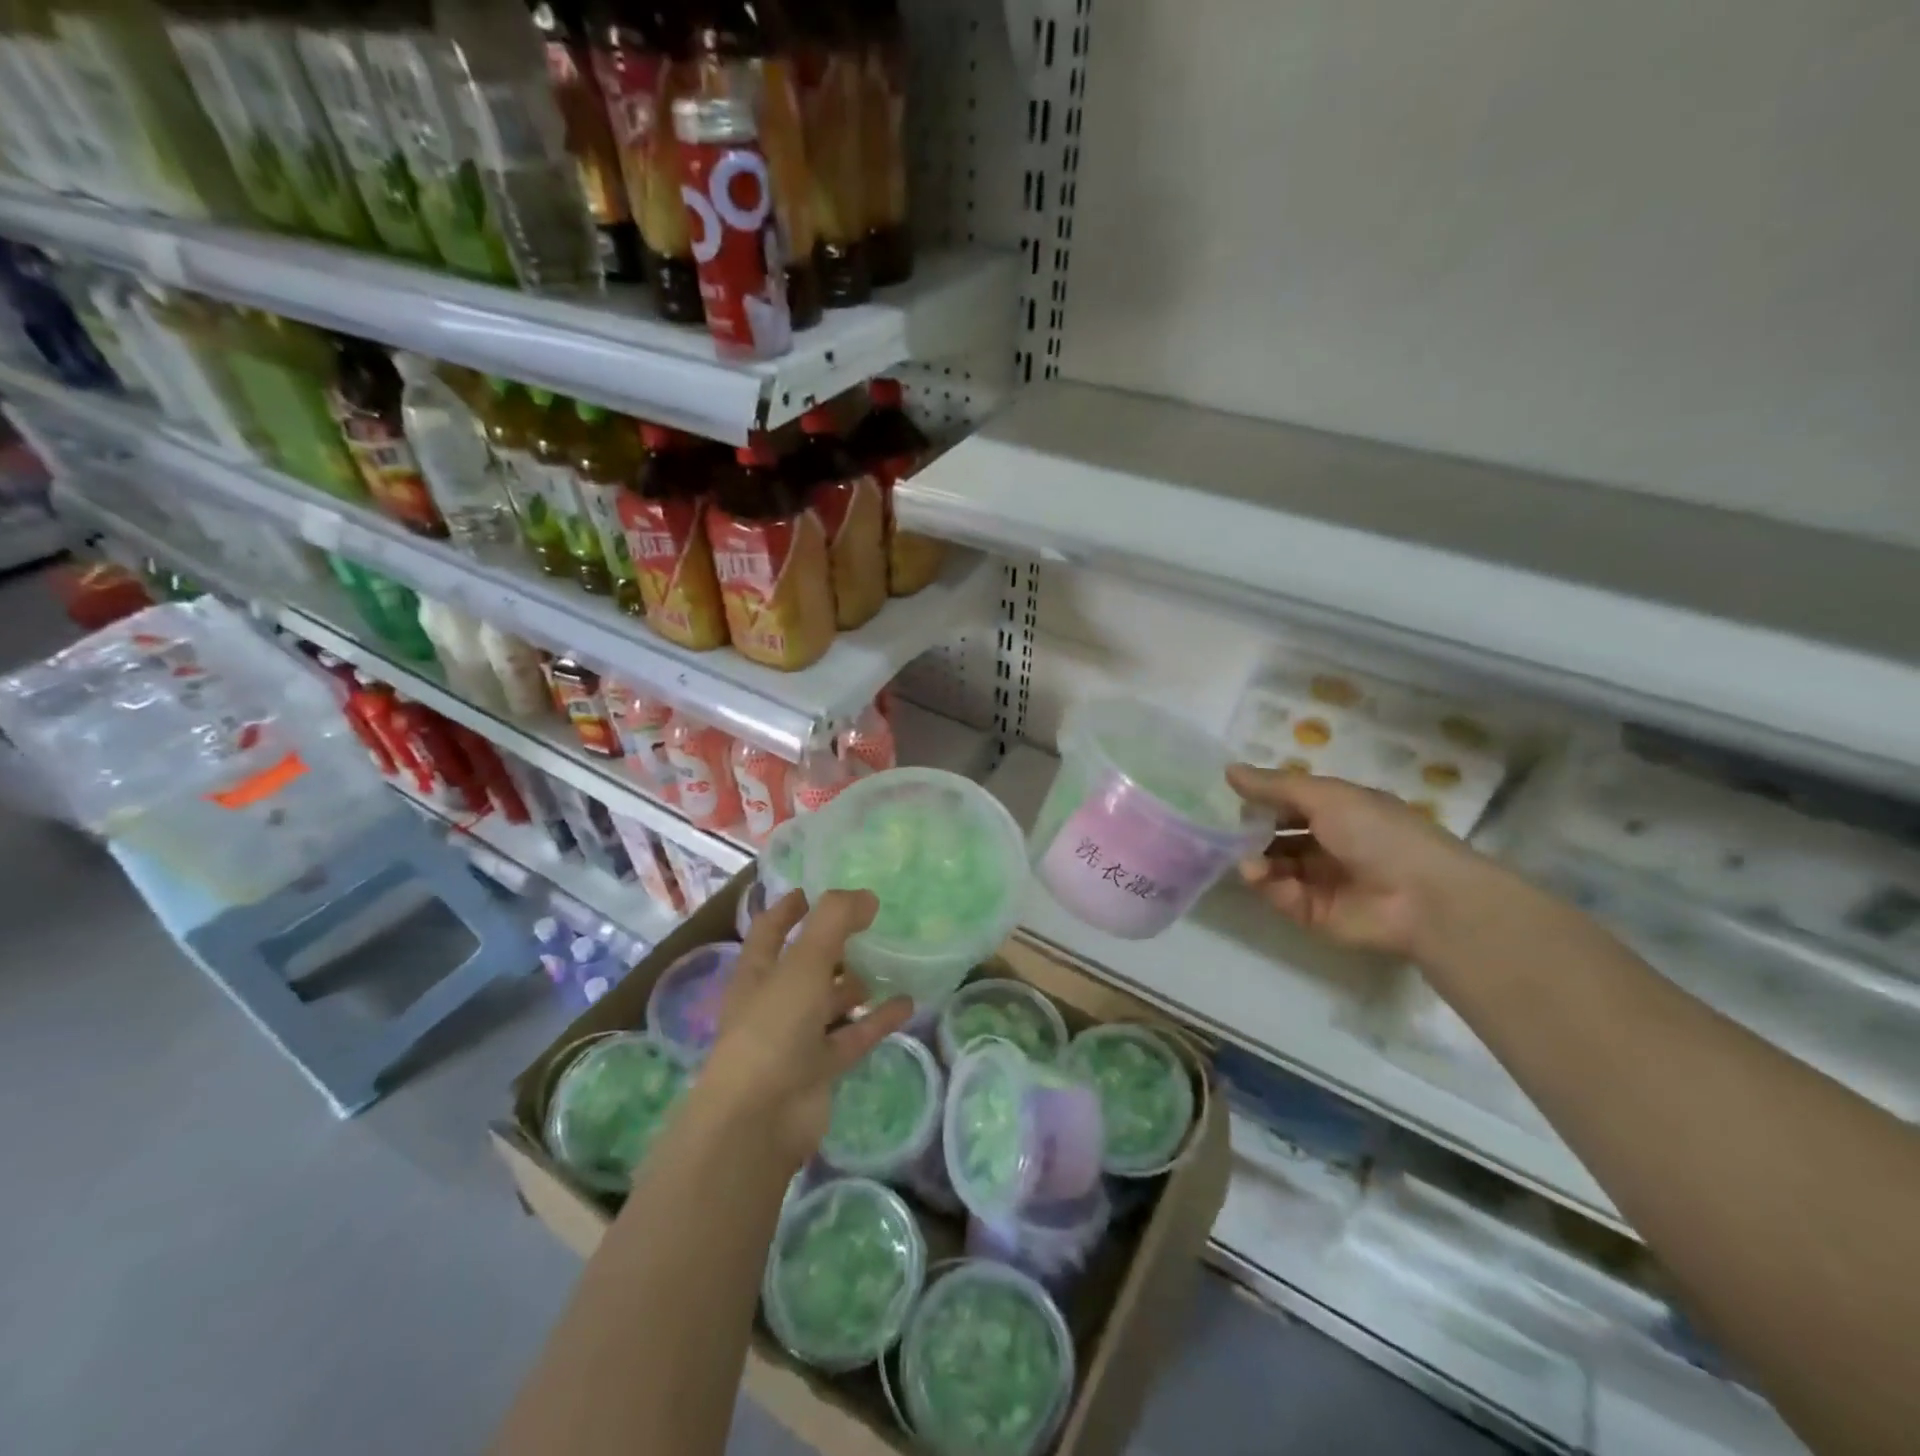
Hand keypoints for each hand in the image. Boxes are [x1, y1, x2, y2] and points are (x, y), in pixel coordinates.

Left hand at [700, 889, 914, 1169]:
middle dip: (832, 945)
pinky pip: (854, 1035)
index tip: (811, 890)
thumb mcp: (804, 963)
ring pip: (830, 1002)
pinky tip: (907, 1003)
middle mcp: (774, 1002)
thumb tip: (867, 896)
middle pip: (805, 965)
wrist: (760, 1119)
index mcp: (757, 973)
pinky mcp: (821, 1068)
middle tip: (869, 923)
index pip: (771, 930)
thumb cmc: (772, 1028)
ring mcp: (797, 1038)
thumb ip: (834, 922)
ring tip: (890, 960)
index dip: (788, 909)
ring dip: (856, 983)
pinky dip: (877, 1019)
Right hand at [1226, 764, 1487, 957]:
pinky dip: (1267, 885)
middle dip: (1250, 833)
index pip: (1290, 803)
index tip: (1230, 798)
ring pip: (1273, 866)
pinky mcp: (1315, 914)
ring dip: (1254, 860)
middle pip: (1276, 836)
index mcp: (1339, 812)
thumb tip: (1228, 769)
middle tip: (1224, 831)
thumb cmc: (1378, 833)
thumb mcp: (1326, 796)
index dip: (1262, 800)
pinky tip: (1260, 875)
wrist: (1423, 898)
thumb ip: (1275, 786)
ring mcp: (1321, 881)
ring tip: (1246, 860)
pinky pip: (1281, 895)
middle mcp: (1328, 844)